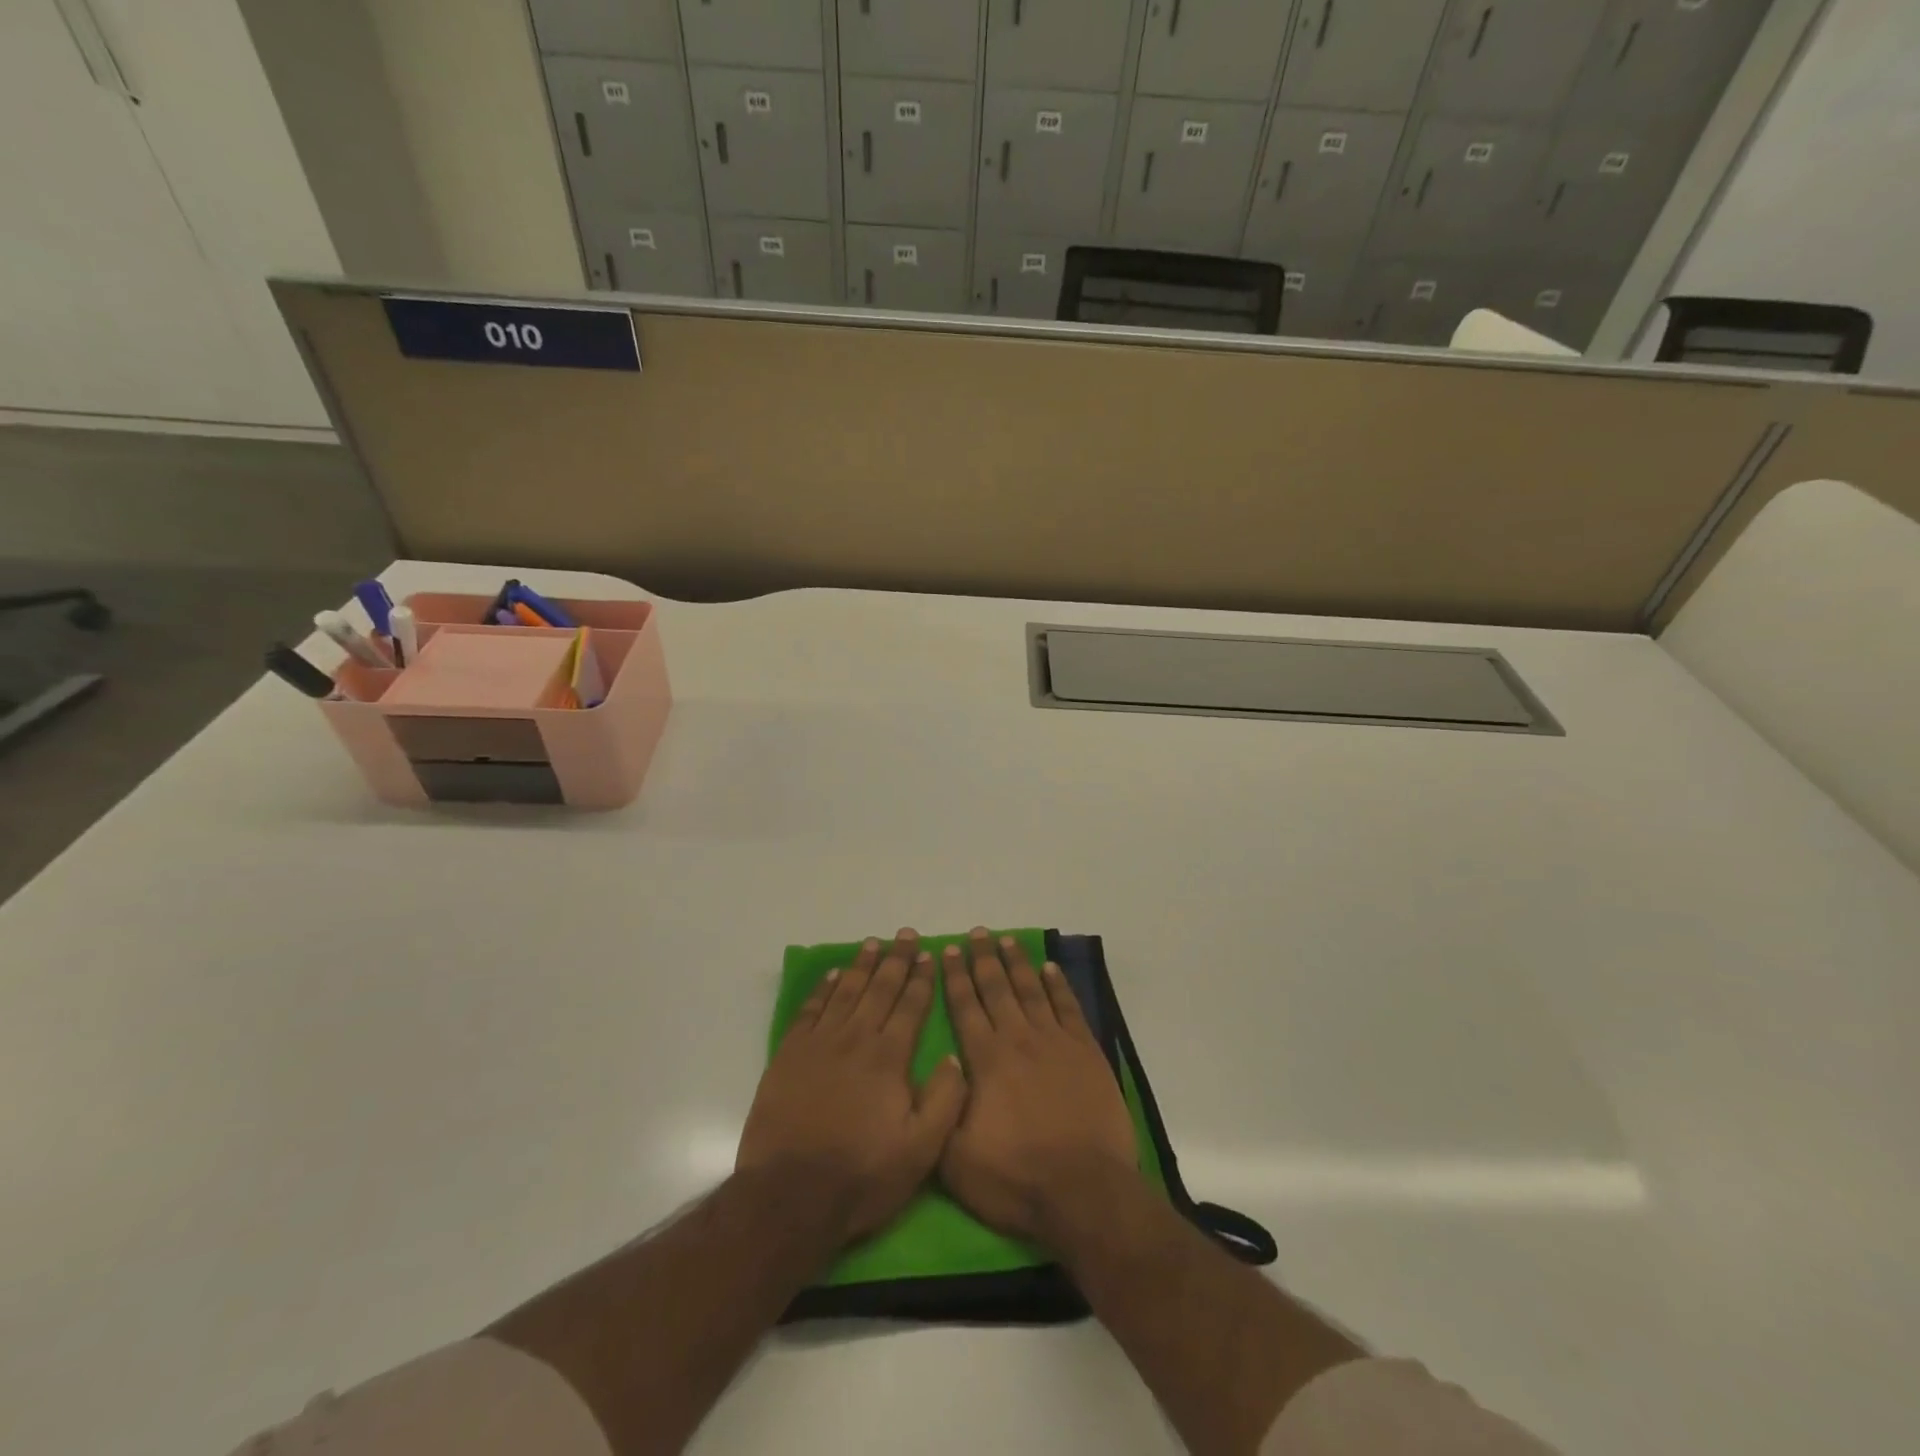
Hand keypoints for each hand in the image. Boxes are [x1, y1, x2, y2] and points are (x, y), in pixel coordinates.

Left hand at [736, 929, 968, 1245]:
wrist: (790, 1196)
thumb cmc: (862, 1176)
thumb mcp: (921, 1151)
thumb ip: (945, 1100)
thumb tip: (954, 1056)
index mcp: (889, 1057)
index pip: (911, 1006)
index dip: (921, 978)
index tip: (929, 953)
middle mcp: (856, 1038)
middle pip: (880, 989)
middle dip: (896, 959)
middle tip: (905, 933)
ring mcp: (820, 1044)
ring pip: (846, 992)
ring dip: (862, 965)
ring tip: (873, 943)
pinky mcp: (790, 1055)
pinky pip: (810, 1010)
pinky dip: (823, 989)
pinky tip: (833, 975)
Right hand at [939, 928, 1139, 1247]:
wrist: (1085, 1192)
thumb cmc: (1016, 1179)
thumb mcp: (955, 1159)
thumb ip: (940, 1109)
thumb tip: (940, 1067)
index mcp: (985, 1060)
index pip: (965, 1007)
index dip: (955, 977)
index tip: (947, 950)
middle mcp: (1018, 1039)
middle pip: (997, 989)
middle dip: (983, 959)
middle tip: (977, 933)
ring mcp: (1056, 1043)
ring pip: (1032, 991)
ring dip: (1018, 963)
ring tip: (1007, 940)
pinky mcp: (1086, 1053)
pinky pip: (1069, 1008)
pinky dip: (1059, 986)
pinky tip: (1051, 969)